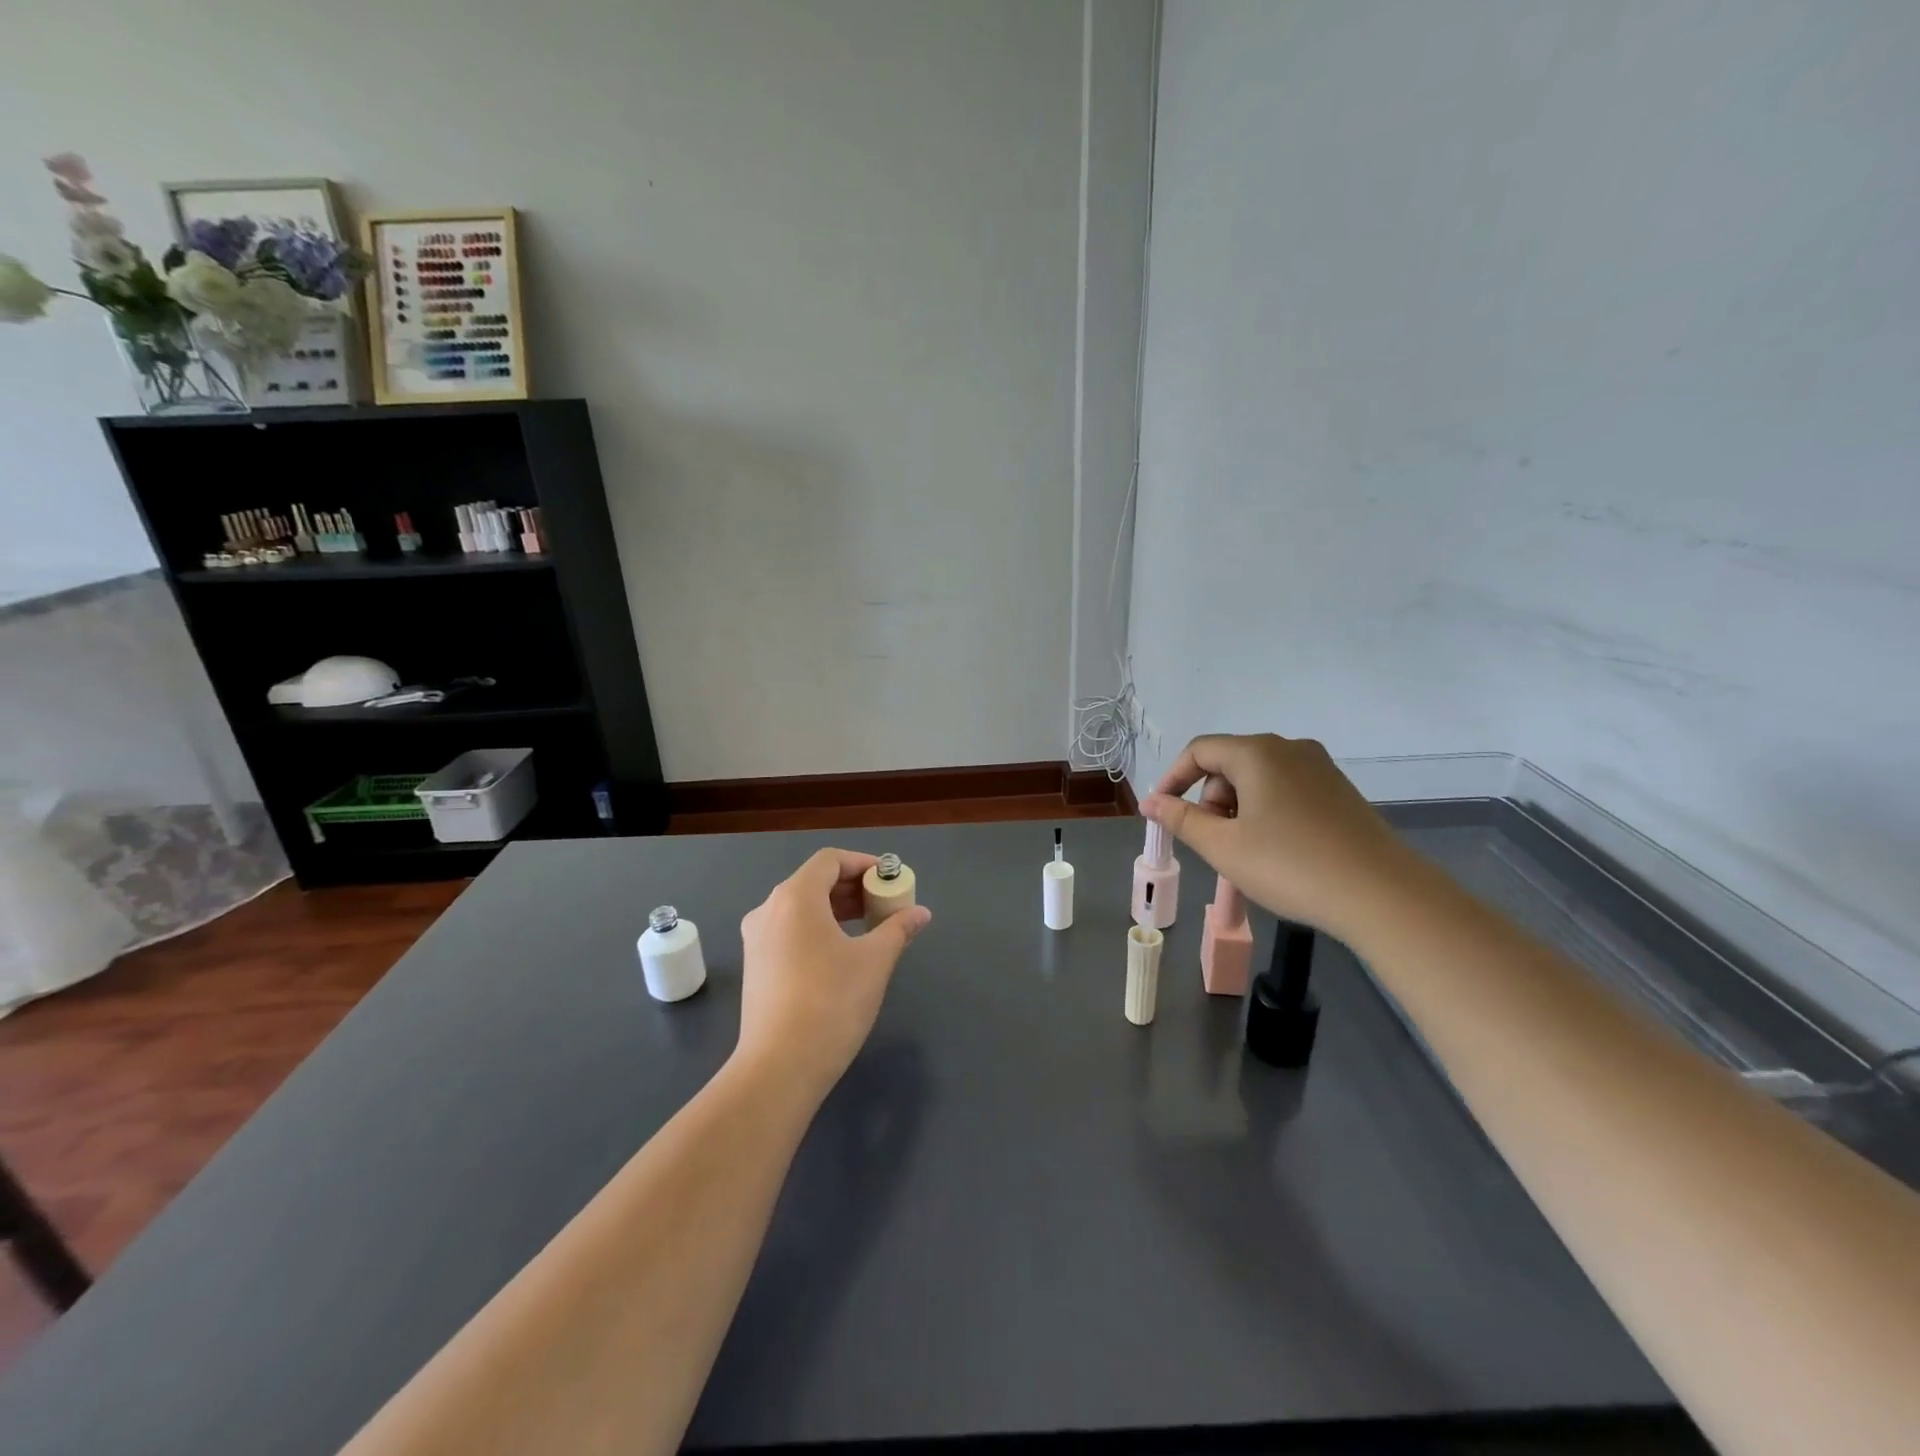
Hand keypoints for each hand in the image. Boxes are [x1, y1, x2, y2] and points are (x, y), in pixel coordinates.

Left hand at [736, 848, 931, 1102]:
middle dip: (853, 887)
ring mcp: (756, 939)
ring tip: (870, 928)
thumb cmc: (831, 1002)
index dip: (863, 863)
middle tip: (885, 904)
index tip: (890, 880)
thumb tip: (921, 913)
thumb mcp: (874, 961)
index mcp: (795, 897)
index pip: (830, 860)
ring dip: (836, 909)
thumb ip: (898, 929)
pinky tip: (841, 954)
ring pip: (801, 908)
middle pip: (814, 882)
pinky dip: (818, 929)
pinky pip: (789, 931)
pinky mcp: (755, 966)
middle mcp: (769, 910)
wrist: (779, 1067)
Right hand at [1141, 734, 1412, 938]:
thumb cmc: (1290, 866)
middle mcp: (1290, 749)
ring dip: (1239, 808)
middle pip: (1230, 763)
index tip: (1163, 813)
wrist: (1382, 895)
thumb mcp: (1223, 846)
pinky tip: (1279, 851)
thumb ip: (1180, 819)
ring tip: (1247, 852)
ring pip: (1259, 778)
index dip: (1173, 779)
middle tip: (1214, 842)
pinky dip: (1268, 812)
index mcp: (1257, 753)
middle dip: (1211, 799)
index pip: (1199, 751)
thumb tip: (1150, 802)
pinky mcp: (1340, 791)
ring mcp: (1320, 768)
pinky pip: (1287, 790)